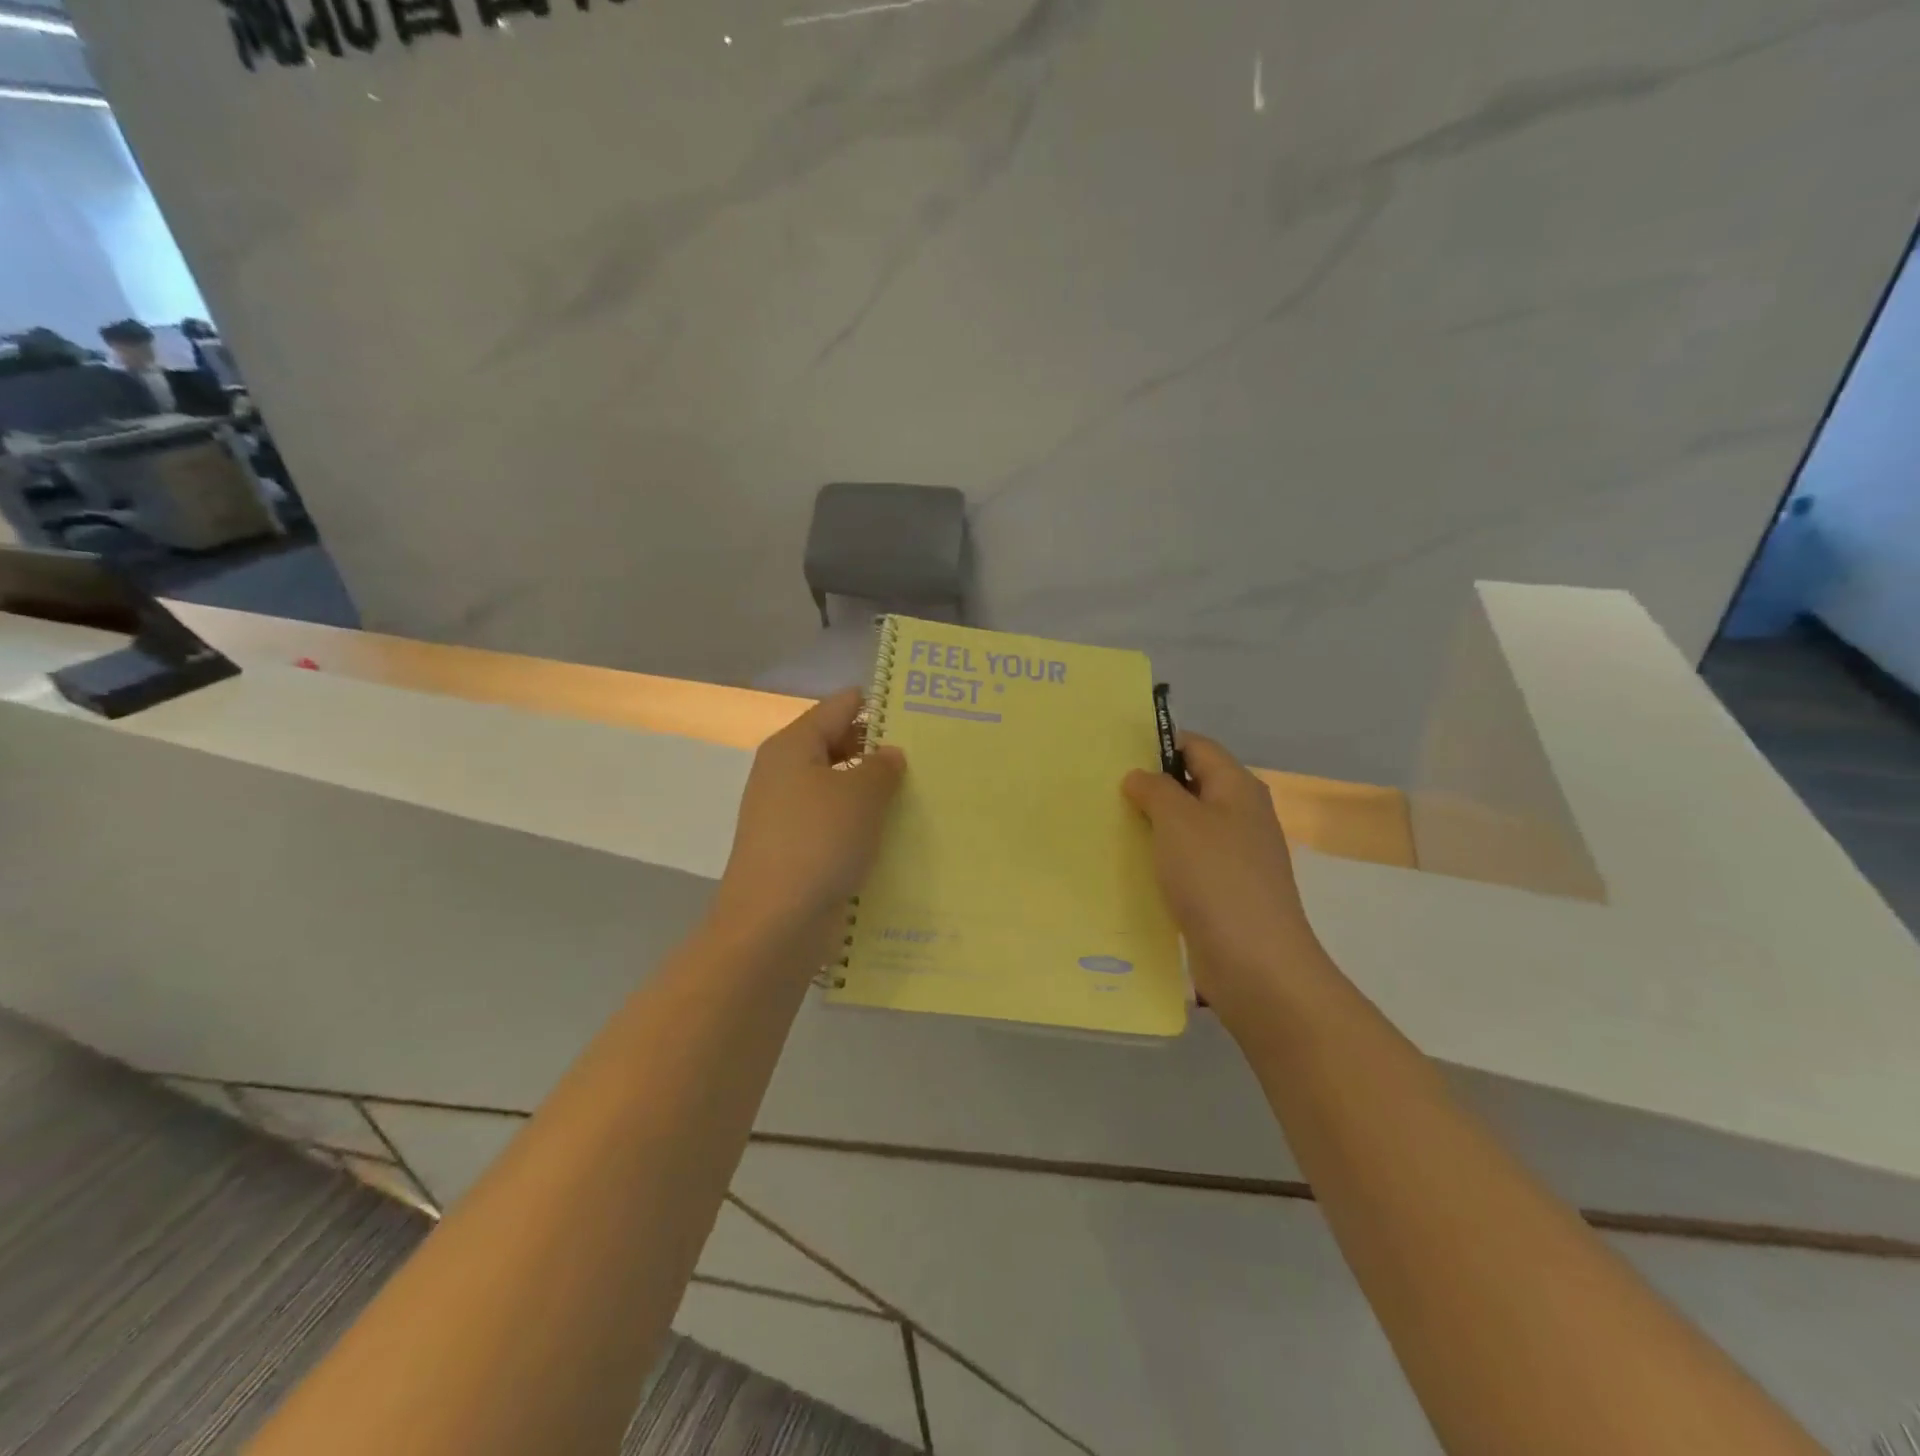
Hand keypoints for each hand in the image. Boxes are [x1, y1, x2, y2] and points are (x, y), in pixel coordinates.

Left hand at [711, 688, 905, 963]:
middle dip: (880, 751)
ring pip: (840, 791)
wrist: (774, 925)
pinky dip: (863, 827)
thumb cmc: (818, 843)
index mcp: (793, 747)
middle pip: (838, 746)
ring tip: (925, 794)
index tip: (921, 711)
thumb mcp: (860, 795)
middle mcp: (785, 775)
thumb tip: (889, 754)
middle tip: (932, 757)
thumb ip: (881, 766)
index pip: (840, 707)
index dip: (878, 705)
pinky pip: (837, 827)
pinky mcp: (798, 852)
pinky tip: (900, 836)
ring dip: (875, 794)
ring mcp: (789, 817)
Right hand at [1122, 735, 1322, 1023]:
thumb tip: (1141, 777)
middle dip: (1150, 787)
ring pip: (1186, 828)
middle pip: (1192, 786)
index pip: (1197, 746)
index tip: (1116, 754)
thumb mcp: (1179, 820)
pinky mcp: (1223, 893)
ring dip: (1152, 826)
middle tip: (1103, 791)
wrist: (1256, 964)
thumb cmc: (1216, 878)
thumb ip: (1156, 789)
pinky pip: (1187, 863)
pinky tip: (1130, 868)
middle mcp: (1241, 816)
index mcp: (1238, 788)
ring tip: (1108, 826)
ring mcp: (1234, 857)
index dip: (1159, 744)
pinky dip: (1161, 861)